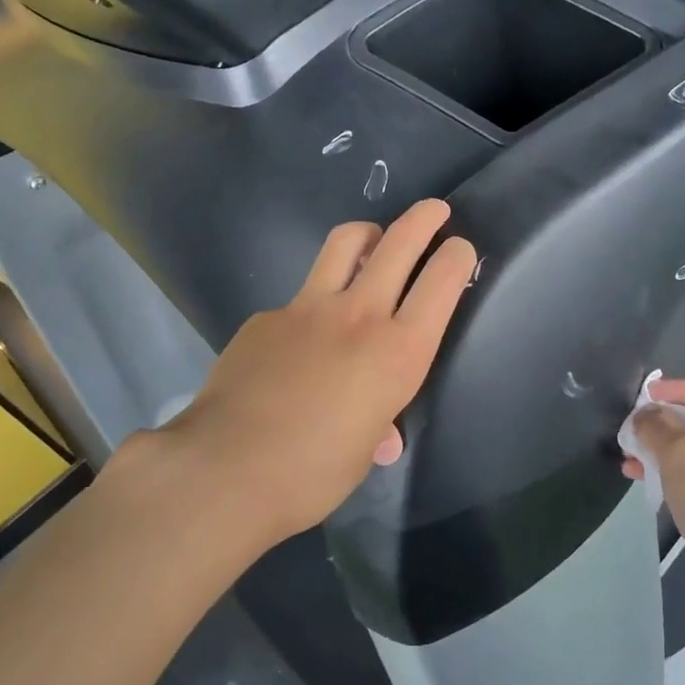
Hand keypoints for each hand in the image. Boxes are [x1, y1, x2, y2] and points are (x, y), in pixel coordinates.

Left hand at [155, 199, 477, 547]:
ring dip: (368, 234)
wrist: (224, 468)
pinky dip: (314, 303)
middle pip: (399, 242)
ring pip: (345, 242)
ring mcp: (307, 307)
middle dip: (424, 218)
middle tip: (435, 210)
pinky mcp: (267, 315)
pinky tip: (300, 339)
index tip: (460, 249)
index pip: (441, 283)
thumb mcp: (360, 454)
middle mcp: (359, 316)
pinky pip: (299, 296)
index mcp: (398, 353)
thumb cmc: (310, 474)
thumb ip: (376, 426)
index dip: (457, 257)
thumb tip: (379, 433)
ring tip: (373, 241)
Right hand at [625, 374, 684, 627]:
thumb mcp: (678, 451)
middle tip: (632, 432)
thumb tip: (645, 416)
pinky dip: (673, 474)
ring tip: (630, 460)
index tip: (643, 401)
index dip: (676, 388)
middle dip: (663, 423)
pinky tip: (644, 481)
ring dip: (662, 450)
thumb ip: (655, 424)